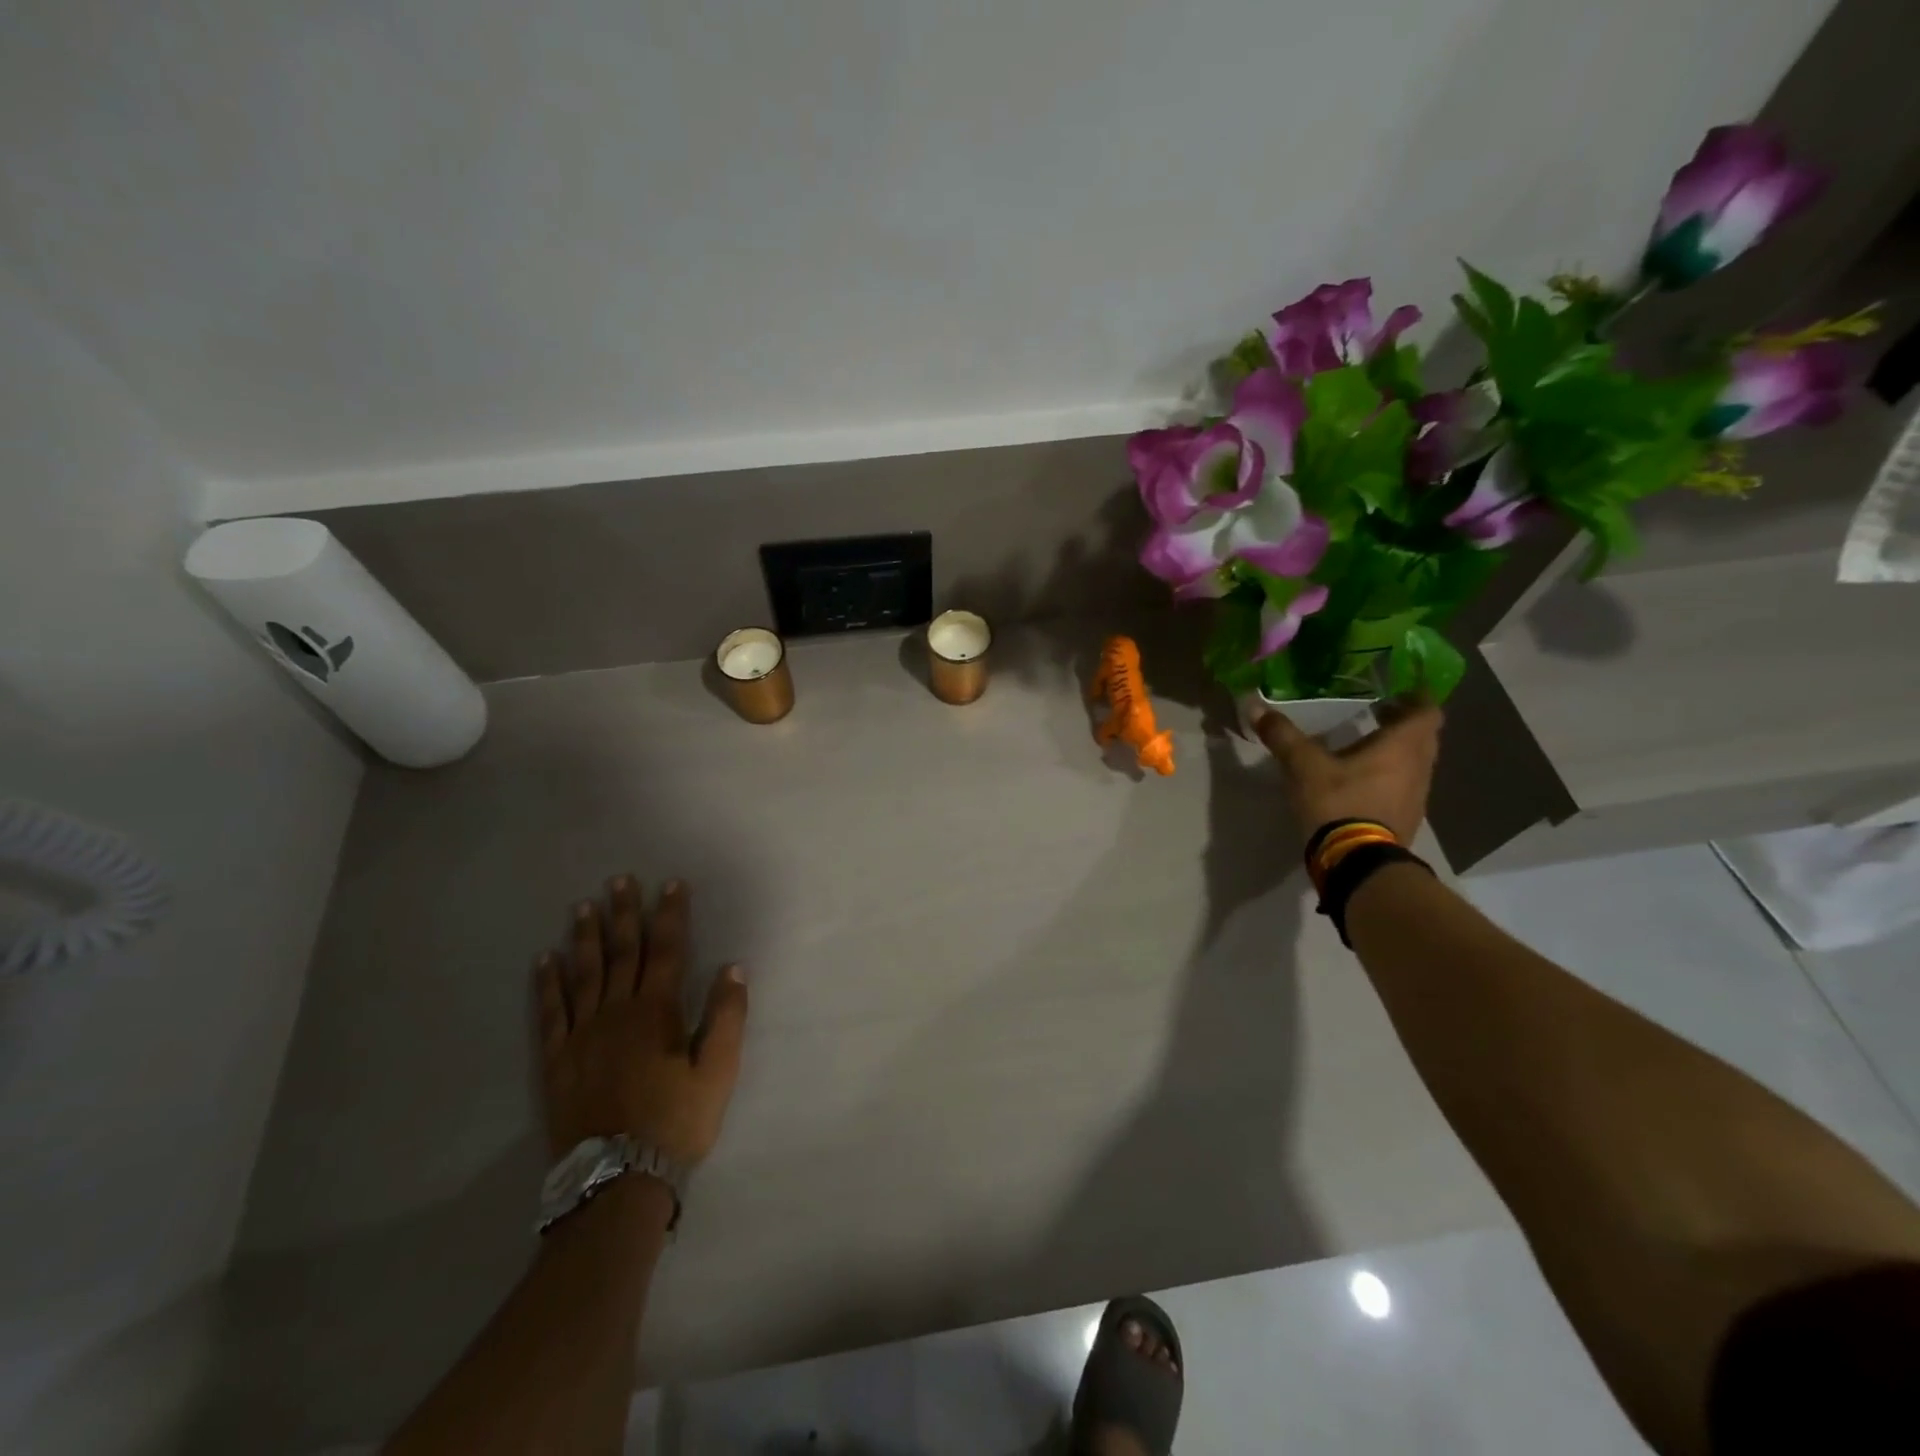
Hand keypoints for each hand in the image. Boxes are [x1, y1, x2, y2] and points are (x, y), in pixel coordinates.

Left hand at [534, 877, 748, 1167]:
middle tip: (619, 880)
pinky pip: (550, 1011)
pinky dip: (548, 983)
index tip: (671, 884)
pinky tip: (545, 960)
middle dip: (624, 913)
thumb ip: (727, 1016)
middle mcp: (617, 1011)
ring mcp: (582, 1034)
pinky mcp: (557, 1059)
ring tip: (583, 907)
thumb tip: (732, 966)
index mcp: (657, 1011)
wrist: (618, 1179)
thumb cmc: (677, 1121)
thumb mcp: (719, 1071)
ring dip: (586, 937)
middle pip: (622, 952)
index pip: (667, 949)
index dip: (671, 914)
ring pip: (584, 973)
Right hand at [1253, 695, 1443, 843]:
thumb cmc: (1338, 802)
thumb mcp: (1303, 765)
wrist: (1357, 862)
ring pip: (1416, 763)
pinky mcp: (1406, 819)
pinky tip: (1363, 781)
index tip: (1398, 690)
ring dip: (1398, 752)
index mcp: (1402, 746)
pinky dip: (1391, 777)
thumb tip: (1254, 704)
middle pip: (1424, 736)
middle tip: (1377, 713)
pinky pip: (1405, 787)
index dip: (1416, 698)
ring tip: (1367, 746)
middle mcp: (1419, 767)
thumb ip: (1282, 734)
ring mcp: (1417, 796)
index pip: (1427, 711)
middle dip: (1403, 723)